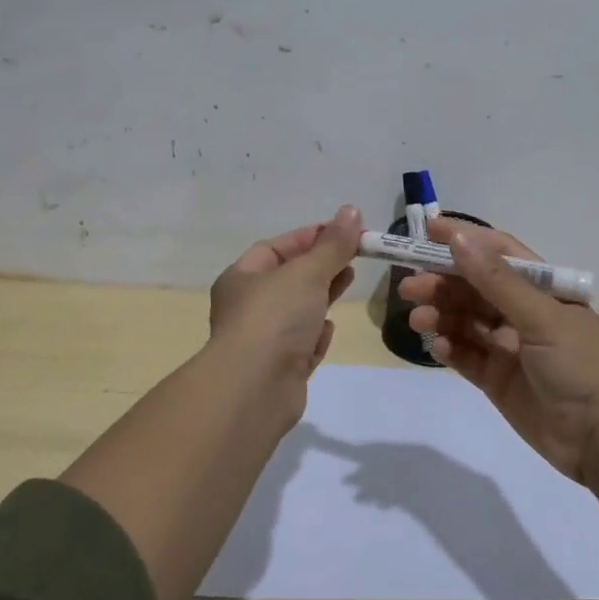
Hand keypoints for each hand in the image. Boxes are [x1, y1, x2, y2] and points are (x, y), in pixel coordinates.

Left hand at [208, 205, 362, 422]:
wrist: (255, 388)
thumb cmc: (275, 318)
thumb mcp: (307, 272)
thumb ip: (333, 245)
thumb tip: (352, 211)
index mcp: (242, 277)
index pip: (277, 247)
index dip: (311, 236)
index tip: (346, 231)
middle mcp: (248, 306)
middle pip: (290, 278)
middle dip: (322, 265)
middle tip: (356, 255)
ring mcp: (263, 340)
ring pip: (297, 311)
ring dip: (321, 297)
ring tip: (350, 281)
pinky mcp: (279, 369)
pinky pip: (300, 344)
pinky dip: (315, 335)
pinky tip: (328, 330)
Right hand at [400, 218, 598, 482]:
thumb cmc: (578, 364)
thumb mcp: (540, 316)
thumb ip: (496, 280)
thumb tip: (458, 239)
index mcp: (542, 288)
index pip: (498, 253)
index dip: (465, 239)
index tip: (427, 229)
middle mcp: (524, 312)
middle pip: (474, 287)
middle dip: (442, 283)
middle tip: (409, 287)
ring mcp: (509, 347)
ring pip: (465, 321)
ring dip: (441, 315)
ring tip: (419, 320)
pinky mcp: (497, 379)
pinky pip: (466, 355)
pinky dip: (449, 347)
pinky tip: (436, 346)